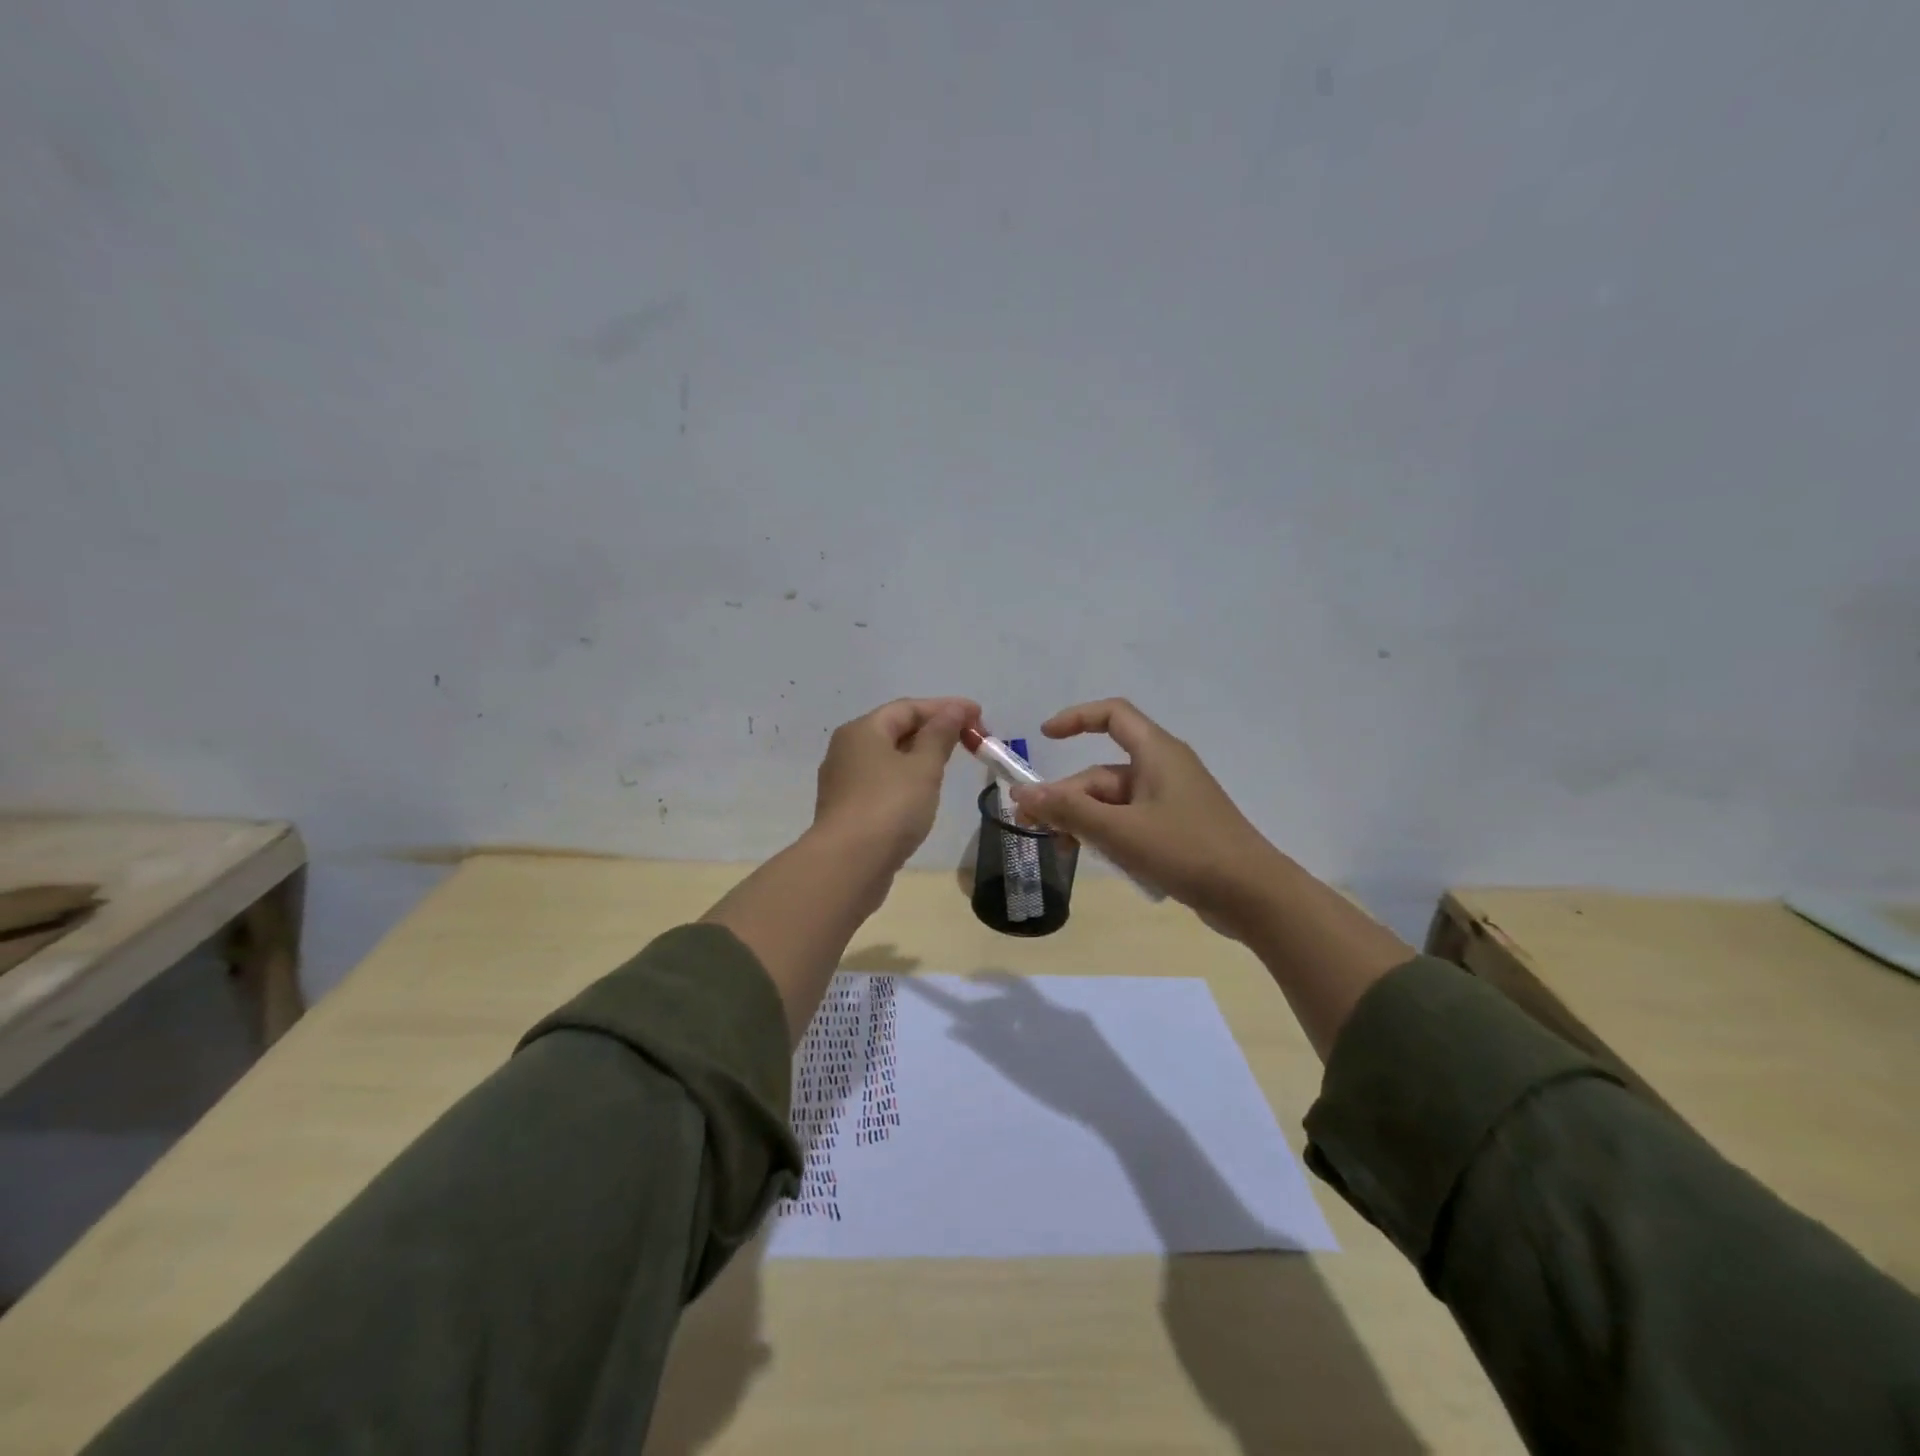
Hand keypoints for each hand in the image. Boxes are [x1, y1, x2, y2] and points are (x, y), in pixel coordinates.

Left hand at [814, 696, 978, 868]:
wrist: (849, 864)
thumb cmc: (890, 806)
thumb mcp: (923, 767)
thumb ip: (941, 735)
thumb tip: (955, 709)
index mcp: (862, 730)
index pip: (908, 707)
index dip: (945, 707)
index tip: (978, 715)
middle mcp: (847, 749)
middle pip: (894, 729)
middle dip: (933, 730)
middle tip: (967, 739)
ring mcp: (843, 781)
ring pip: (887, 758)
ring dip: (919, 755)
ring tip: (949, 763)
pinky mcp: (847, 809)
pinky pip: (881, 782)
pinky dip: (905, 779)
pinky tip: (922, 793)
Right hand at [1009, 698, 1284, 937]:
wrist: (1254, 897)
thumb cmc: (1188, 851)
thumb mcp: (1120, 831)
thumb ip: (1069, 811)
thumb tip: (1021, 792)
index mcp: (1156, 753)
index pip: (1112, 715)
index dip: (1076, 719)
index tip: (1044, 739)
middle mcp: (1163, 769)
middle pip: (1102, 773)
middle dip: (1067, 797)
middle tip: (1034, 827)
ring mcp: (1171, 801)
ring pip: (1113, 802)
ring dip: (1084, 821)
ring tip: (1061, 850)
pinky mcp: (1176, 830)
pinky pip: (1130, 822)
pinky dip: (1108, 835)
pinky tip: (1096, 859)